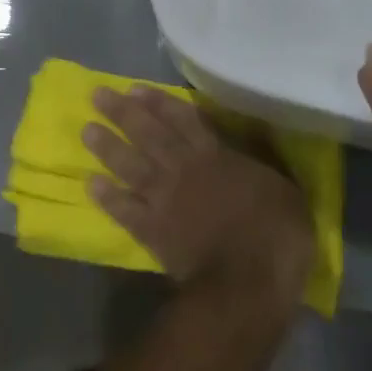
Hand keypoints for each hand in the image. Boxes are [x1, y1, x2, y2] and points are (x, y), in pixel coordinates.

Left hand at [83, 87, 314, 317]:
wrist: (246, 281)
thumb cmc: (276, 233)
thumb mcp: (284, 188)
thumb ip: (264, 163)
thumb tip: (258, 142)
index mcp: (216, 156)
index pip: (184, 120)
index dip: (160, 103)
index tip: (136, 89)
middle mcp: (184, 170)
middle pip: (149, 135)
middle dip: (123, 113)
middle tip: (98, 95)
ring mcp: (165, 200)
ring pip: (131, 166)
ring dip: (108, 147)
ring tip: (87, 130)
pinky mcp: (153, 232)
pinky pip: (125, 210)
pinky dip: (108, 198)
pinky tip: (90, 184)